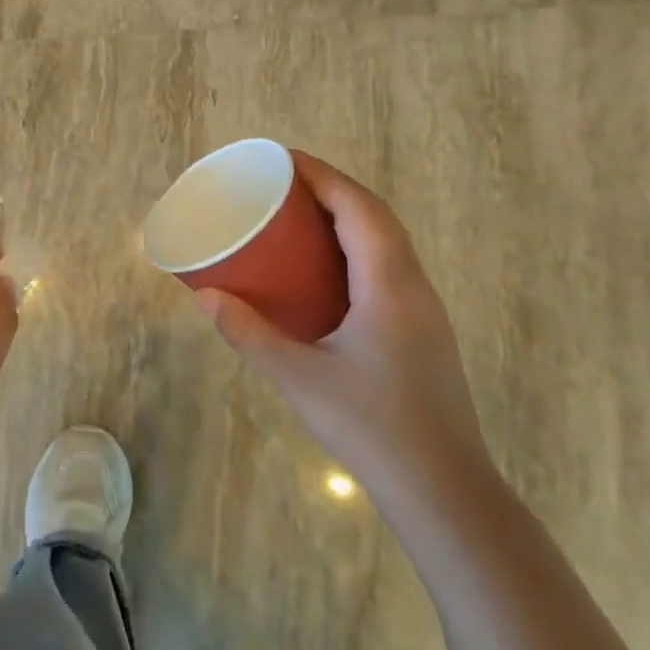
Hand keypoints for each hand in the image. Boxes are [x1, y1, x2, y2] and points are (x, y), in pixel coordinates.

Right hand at [195, 153, 488, 498]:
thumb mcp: (298, 377)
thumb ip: (249, 333)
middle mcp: (413, 285)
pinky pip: (389, 267)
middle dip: (332, 190)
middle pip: (376, 216)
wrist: (443, 490)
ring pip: (387, 242)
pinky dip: (357, 249)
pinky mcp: (422, 331)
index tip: (282, 159)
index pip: (358, 207)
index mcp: (388, 283)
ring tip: (300, 217)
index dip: (322, 175)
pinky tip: (328, 272)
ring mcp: (424, 309)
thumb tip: (205, 298)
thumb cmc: (371, 425)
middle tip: (283, 185)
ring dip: (348, 218)